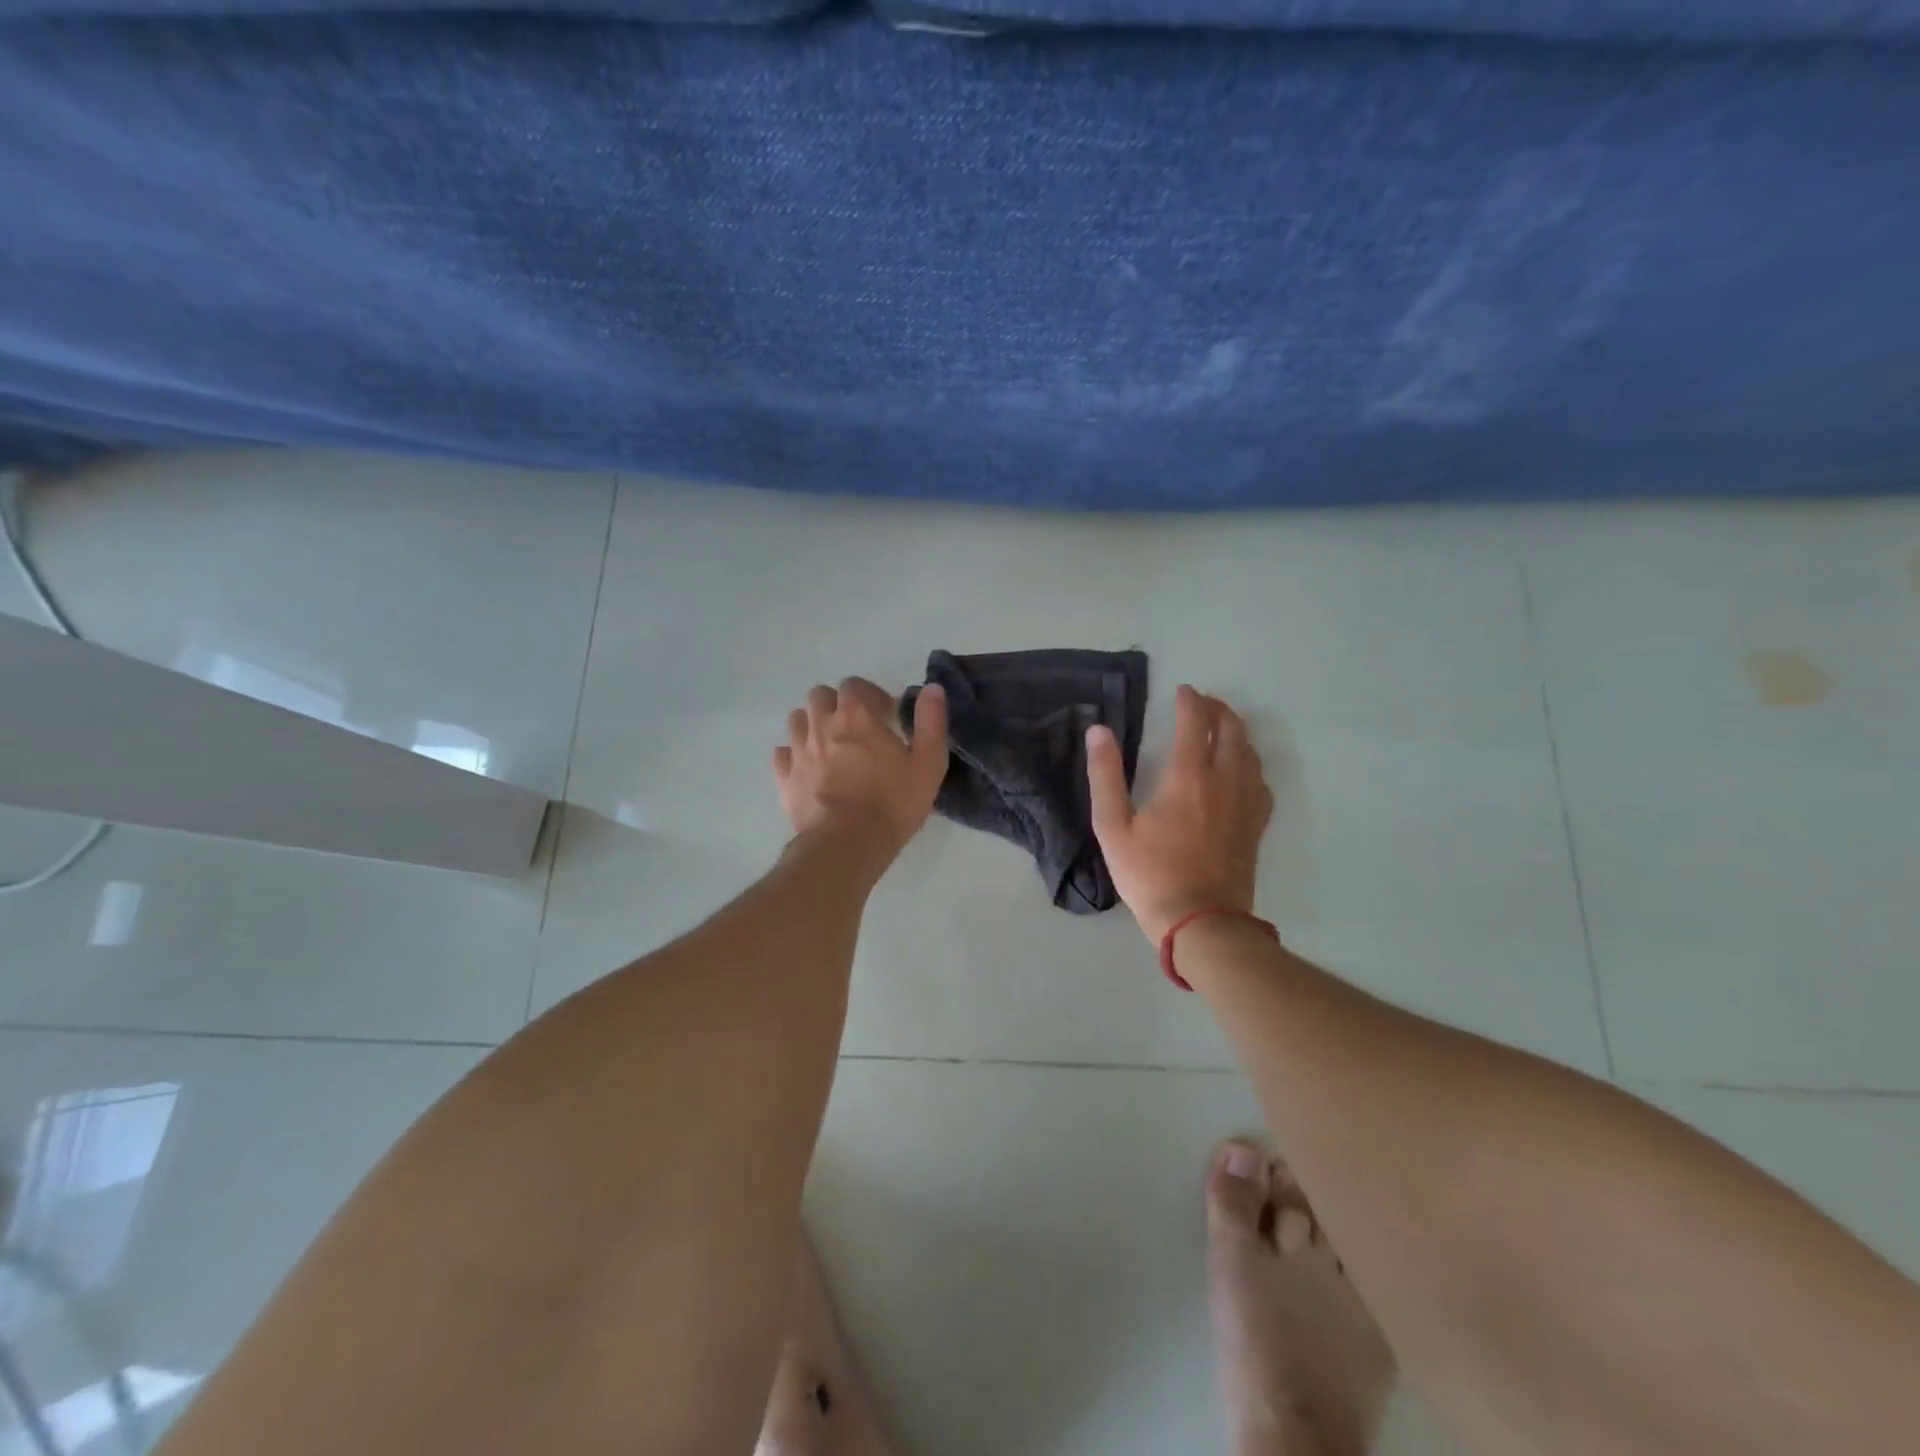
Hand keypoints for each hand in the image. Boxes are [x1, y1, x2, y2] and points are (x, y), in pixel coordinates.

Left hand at [773, 678, 949, 856]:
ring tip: (830, 745)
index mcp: (856, 716)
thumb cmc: (893, 803)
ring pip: (797, 720)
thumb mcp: (928, 763)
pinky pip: (782, 754)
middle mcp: (822, 725)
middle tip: (855, 727)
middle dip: (836, 704)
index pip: (854, 685)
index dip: (870, 695)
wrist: (847, 844)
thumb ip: (931, 722)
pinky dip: (793, 755)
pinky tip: (808, 768)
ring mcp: (799, 751)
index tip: (885, 715)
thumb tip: (932, 689)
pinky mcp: (785, 779)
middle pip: (820, 696)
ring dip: (812, 725)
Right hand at [1087, 684, 1273, 945]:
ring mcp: (1246, 803)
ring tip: (1221, 728)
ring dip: (1236, 732)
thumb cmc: (1150, 874)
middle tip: (1202, 703)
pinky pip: (1261, 780)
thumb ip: (1106, 775)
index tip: (1182, 690)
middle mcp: (1224, 780)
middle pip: (1232, 730)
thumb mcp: (1113, 826)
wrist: (1200, 921)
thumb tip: (1098, 731)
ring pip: (1250, 752)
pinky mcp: (1256, 824)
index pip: (1196, 722)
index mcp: (1188, 776)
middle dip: (1218, 709)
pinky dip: (1250, 762)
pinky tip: (1242, 769)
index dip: (1190, 700)